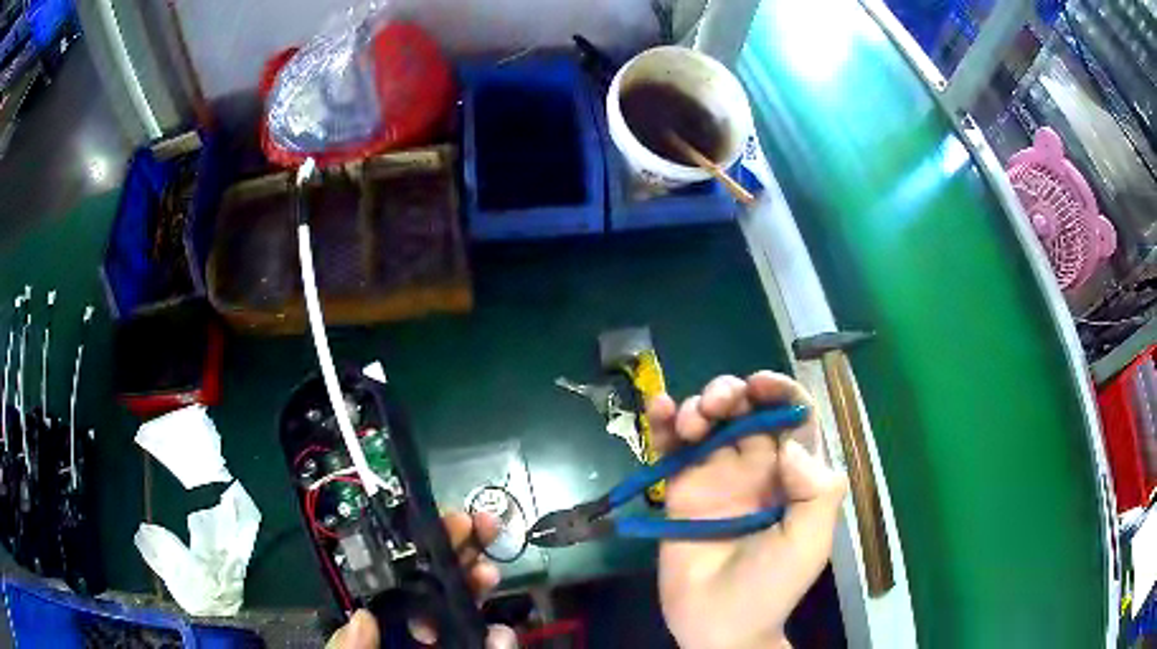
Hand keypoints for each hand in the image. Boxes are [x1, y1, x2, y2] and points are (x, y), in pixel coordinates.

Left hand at [326, 511, 516, 648]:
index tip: (433, 530)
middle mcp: (414, 639)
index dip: (415, 556)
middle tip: (476, 530)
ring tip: (486, 573)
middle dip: (456, 558)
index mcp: (380, 635)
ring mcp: (447, 646)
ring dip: (478, 591)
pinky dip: (501, 644)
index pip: (397, 589)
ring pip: (466, 618)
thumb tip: (361, 618)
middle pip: (435, 593)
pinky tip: (504, 635)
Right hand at [648, 371, 847, 648]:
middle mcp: (756, 468)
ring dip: (698, 405)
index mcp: (793, 475)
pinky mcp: (680, 491)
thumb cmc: (771, 587)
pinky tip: (658, 408)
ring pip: (709, 422)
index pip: (793, 417)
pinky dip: (663, 422)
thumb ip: (816, 491)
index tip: (759, 385)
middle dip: (732, 393)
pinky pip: (671, 448)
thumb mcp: (810, 542)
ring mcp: (715, 477)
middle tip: (717, 404)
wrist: (718, 625)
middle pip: (746, 411)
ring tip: (691, 421)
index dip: (780, 391)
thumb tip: (790, 445)